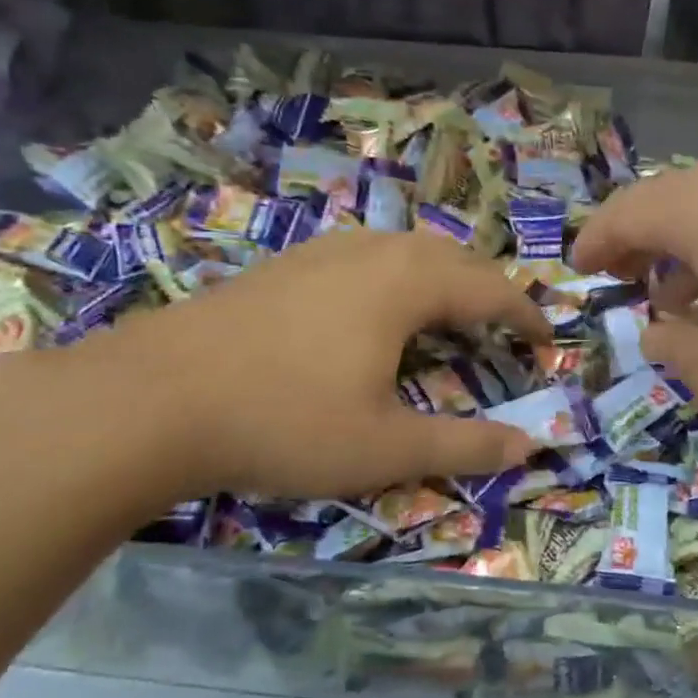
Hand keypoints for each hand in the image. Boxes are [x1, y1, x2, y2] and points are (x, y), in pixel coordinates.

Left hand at [48, 230, 549, 505]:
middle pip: (449, 257)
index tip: (546, 338)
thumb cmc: (284, 421)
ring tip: (445, 314)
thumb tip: (531, 445)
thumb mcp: (386, 448)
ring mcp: (319, 252)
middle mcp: (369, 252)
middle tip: (502, 326)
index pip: (489, 289)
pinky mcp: (281, 266)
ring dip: (438, 277)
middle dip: (486, 289)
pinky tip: (370, 310)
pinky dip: (392, 277)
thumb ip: (465, 446)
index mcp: (405, 284)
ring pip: (401, 250)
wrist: (151, 399)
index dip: (525, 314)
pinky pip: (361, 257)